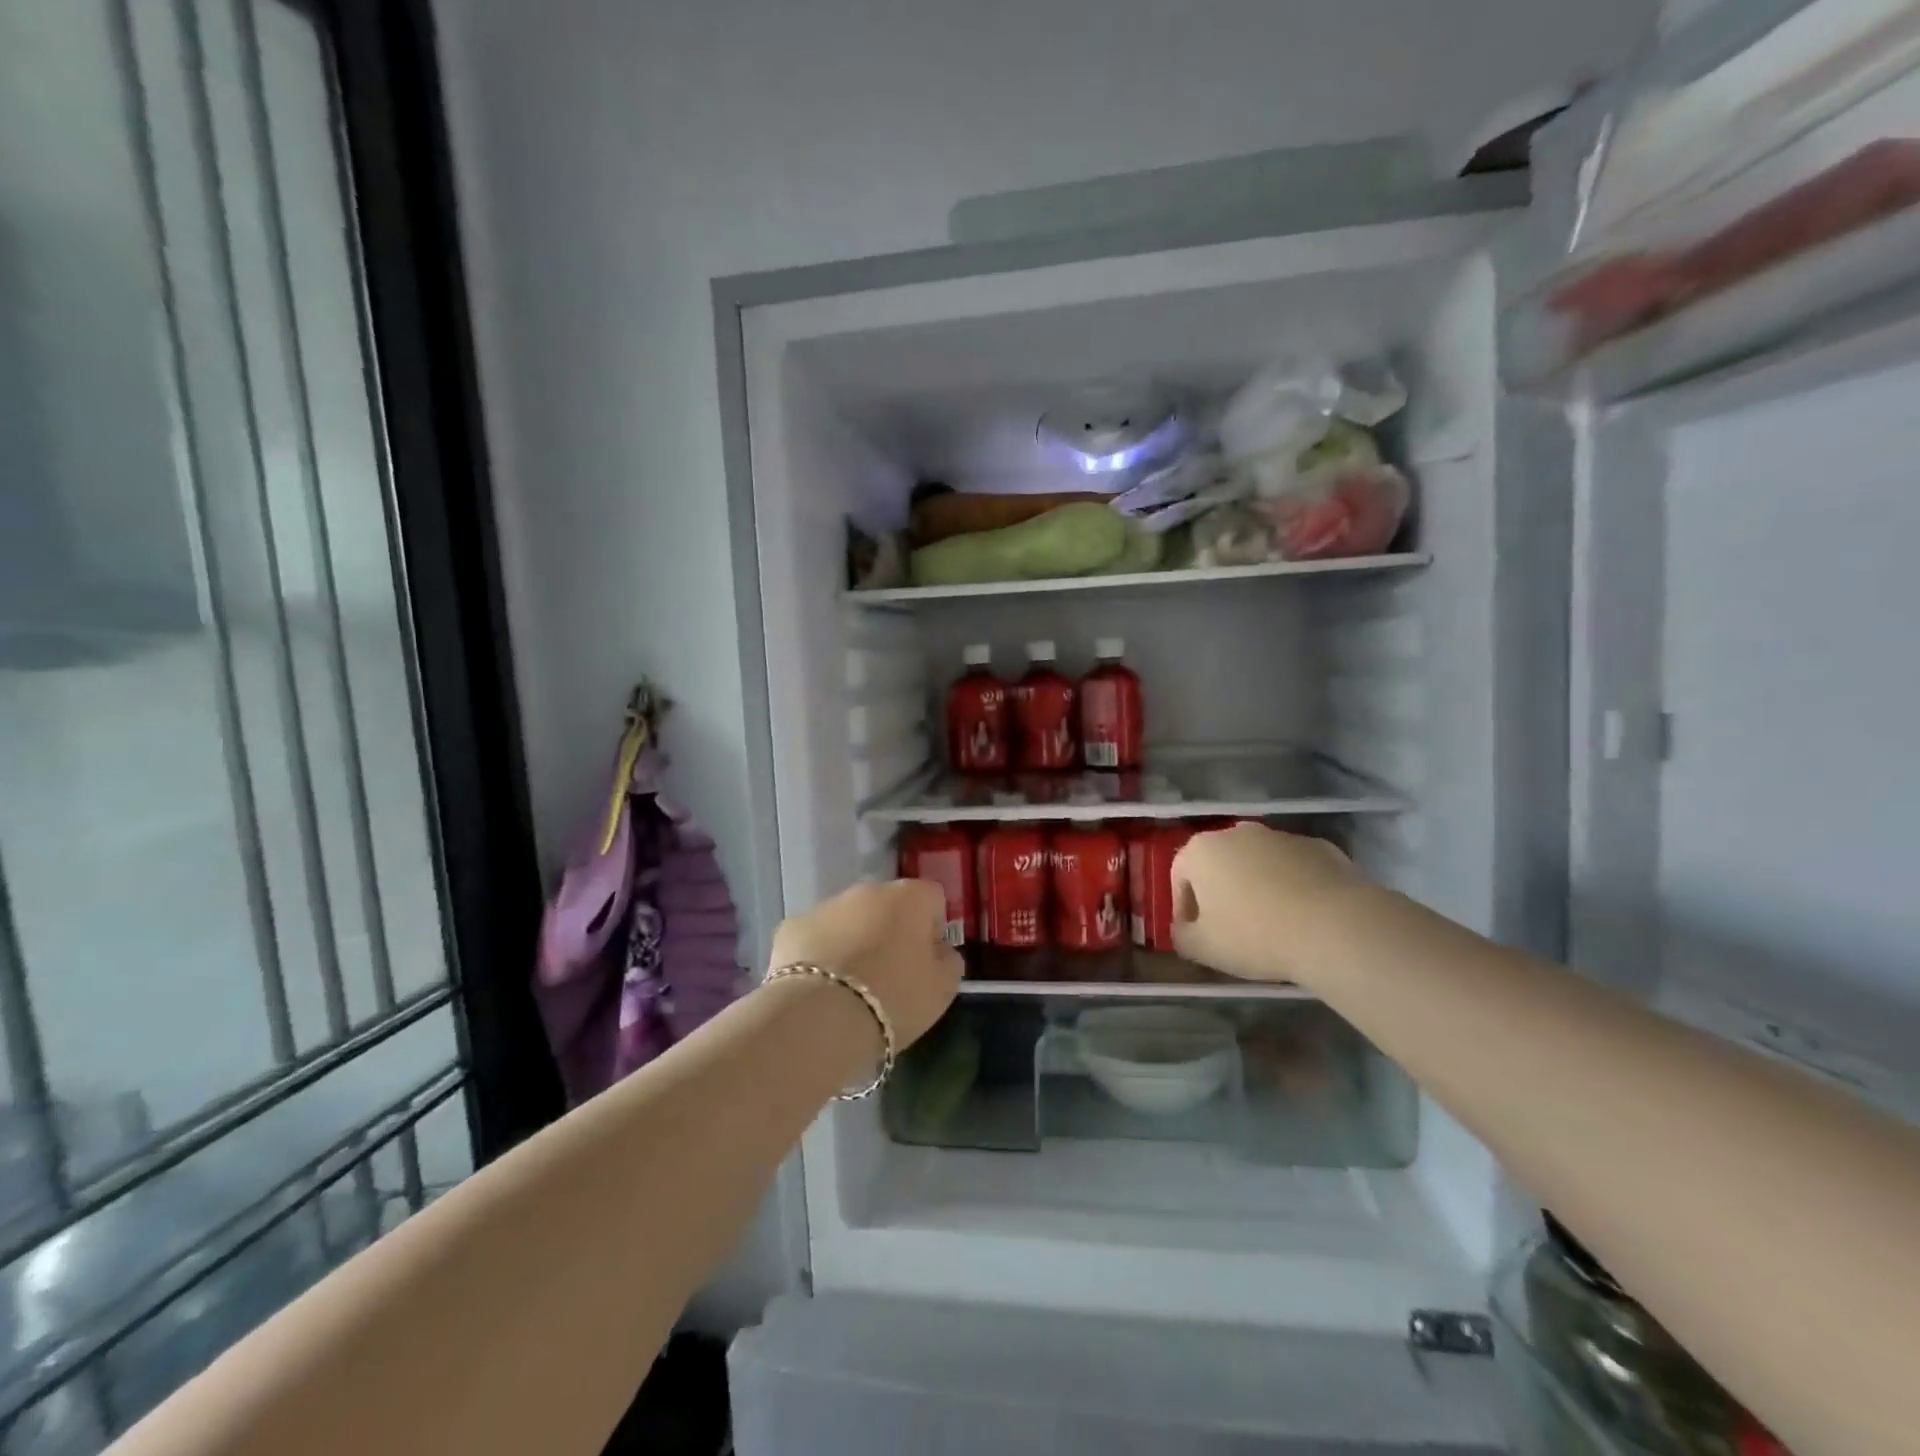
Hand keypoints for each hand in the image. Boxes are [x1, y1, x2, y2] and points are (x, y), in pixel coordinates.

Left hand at [768, 880, 962, 1048]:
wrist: (820, 1017)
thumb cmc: (894, 999)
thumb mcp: (942, 989)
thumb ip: (948, 961)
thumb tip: (938, 950)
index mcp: (910, 897)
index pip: (932, 898)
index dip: (932, 928)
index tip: (926, 961)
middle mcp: (868, 890)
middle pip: (887, 905)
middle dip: (890, 931)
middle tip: (889, 975)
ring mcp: (826, 905)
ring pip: (848, 919)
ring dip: (853, 941)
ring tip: (851, 987)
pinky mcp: (792, 926)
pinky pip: (814, 937)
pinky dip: (819, 954)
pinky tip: (819, 988)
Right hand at [1171, 824, 1362, 985]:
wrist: (1336, 927)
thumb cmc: (1255, 935)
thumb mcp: (1202, 949)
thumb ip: (1181, 935)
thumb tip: (1185, 928)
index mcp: (1201, 851)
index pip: (1180, 876)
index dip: (1184, 908)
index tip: (1197, 934)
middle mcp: (1237, 832)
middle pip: (1220, 863)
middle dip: (1221, 892)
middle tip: (1232, 929)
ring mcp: (1281, 836)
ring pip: (1259, 863)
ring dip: (1258, 886)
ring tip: (1273, 924)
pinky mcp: (1320, 847)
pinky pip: (1296, 868)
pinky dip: (1294, 885)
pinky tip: (1305, 916)